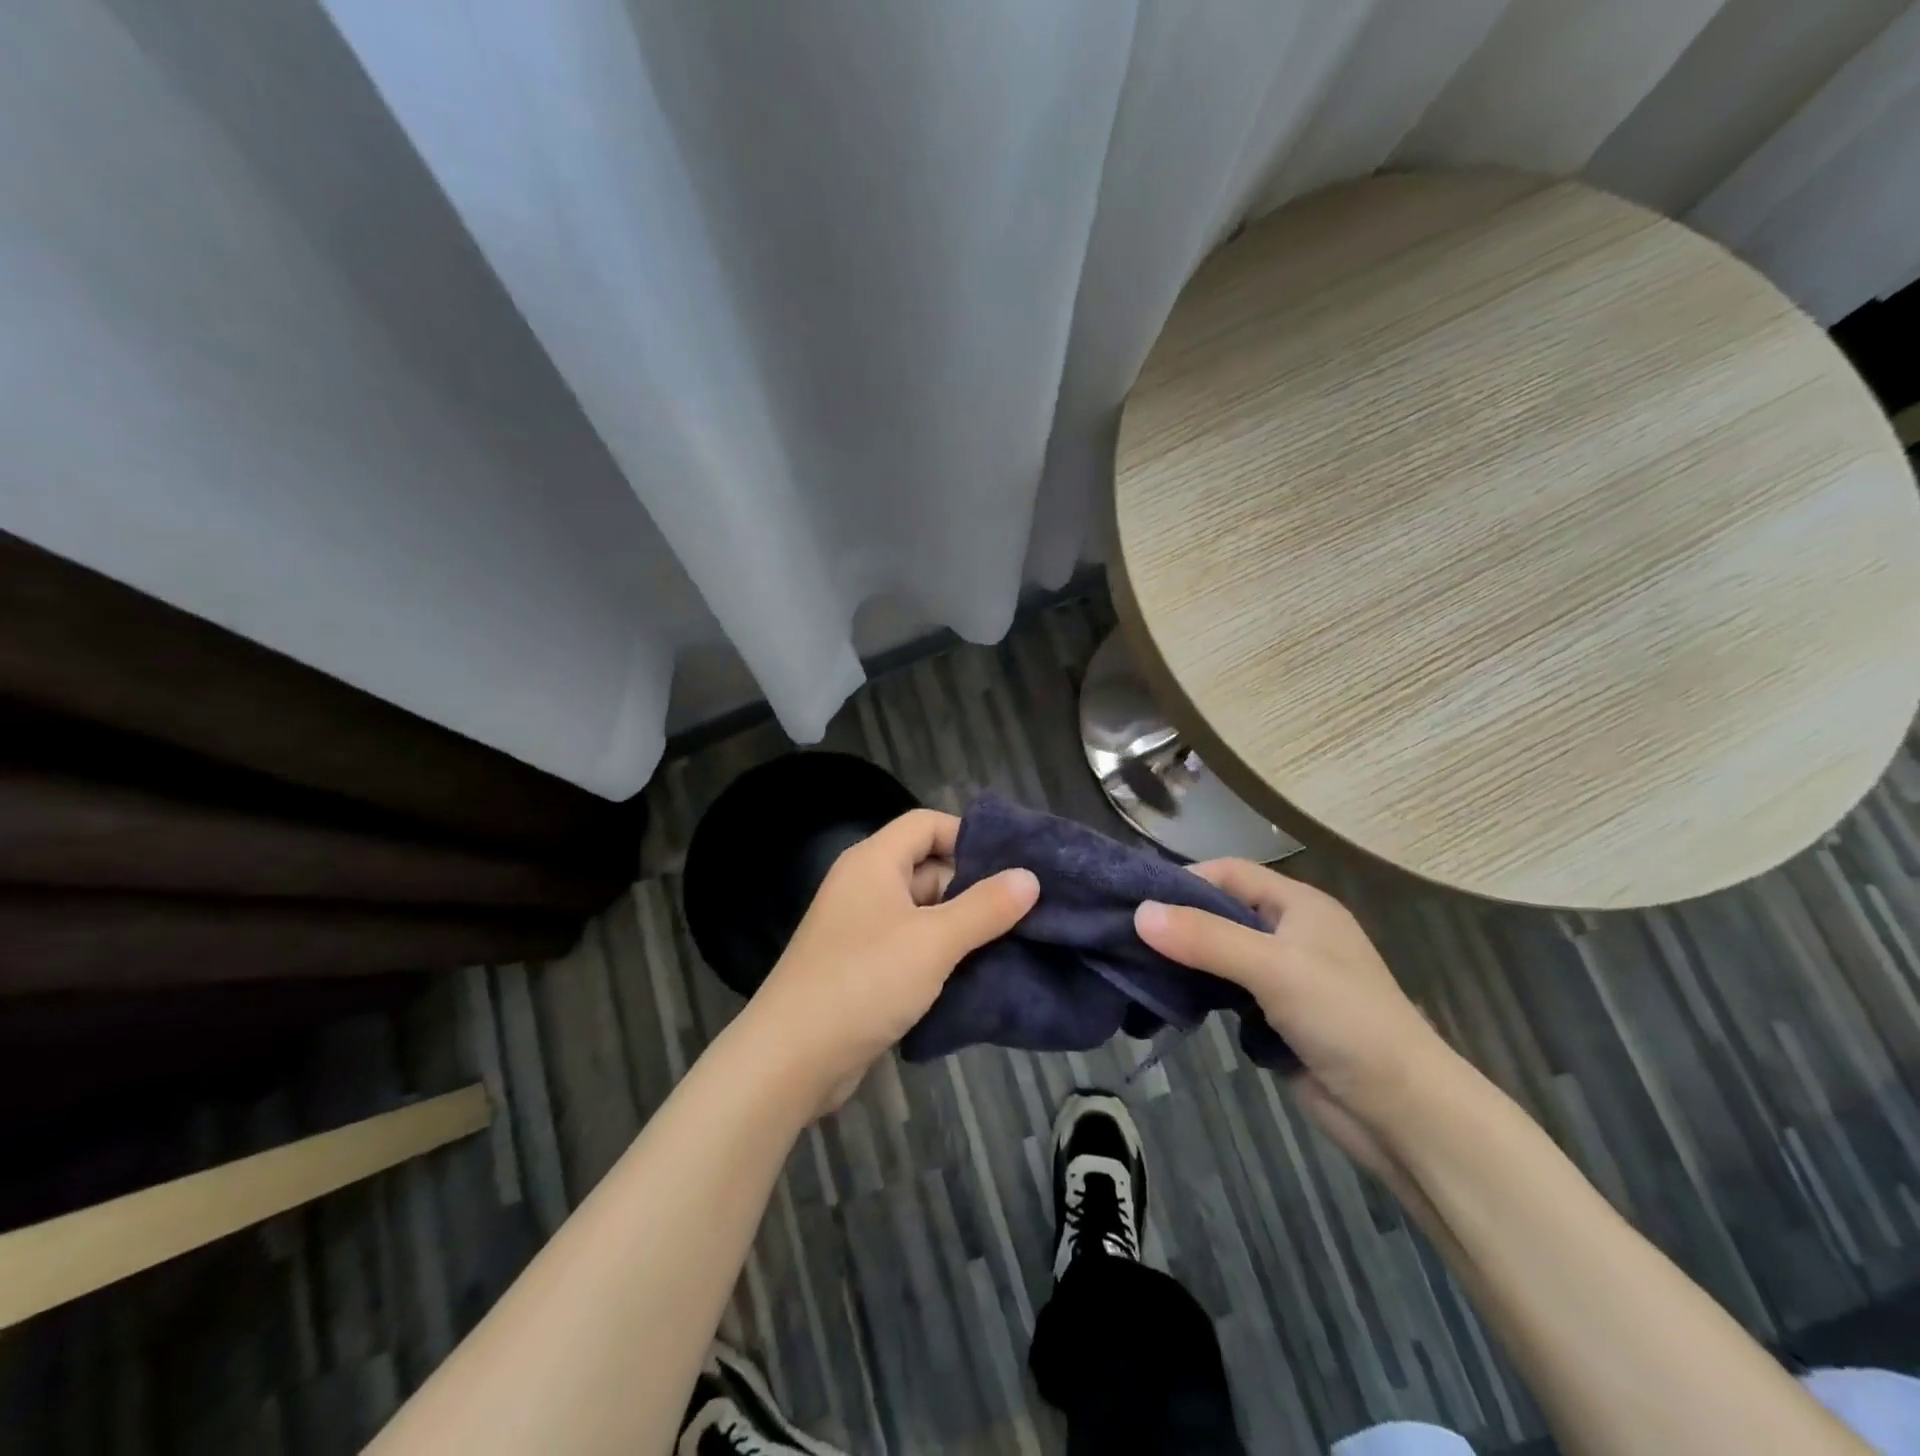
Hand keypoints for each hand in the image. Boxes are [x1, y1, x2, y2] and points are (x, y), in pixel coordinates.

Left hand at [749, 809, 1038, 1114]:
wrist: (792, 1059)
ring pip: (923, 913)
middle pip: (928, 868)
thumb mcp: (934, 940)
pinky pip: (911, 947)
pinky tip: (977, 976)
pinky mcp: (862, 969)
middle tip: (1023, 911)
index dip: (968, 836)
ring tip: (1013, 944)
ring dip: (961, 928)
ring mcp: (861, 929)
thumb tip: (1030, 877)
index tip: (1011, 867)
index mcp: (874, 862)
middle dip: (973, 888)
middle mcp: (865, 886)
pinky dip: (941, 957)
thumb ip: (985, 907)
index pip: (926, 824)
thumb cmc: (864, 981)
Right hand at [1134, 861, 1456, 1173]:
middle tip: (1126, 935)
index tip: (1138, 901)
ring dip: (1186, 960)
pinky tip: (1170, 1002)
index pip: (1229, 873)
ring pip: (1220, 955)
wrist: (1403, 1114)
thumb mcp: (1273, 968)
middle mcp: (1289, 933)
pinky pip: (1226, 992)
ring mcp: (1284, 978)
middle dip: (1178, 922)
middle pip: (1221, 912)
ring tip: (1137, 967)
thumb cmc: (1345, 1020)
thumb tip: (1139, 913)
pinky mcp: (1276, 1018)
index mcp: (1299, 905)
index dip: (1185, 880)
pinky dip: (1200, 993)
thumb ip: (1206, 938)